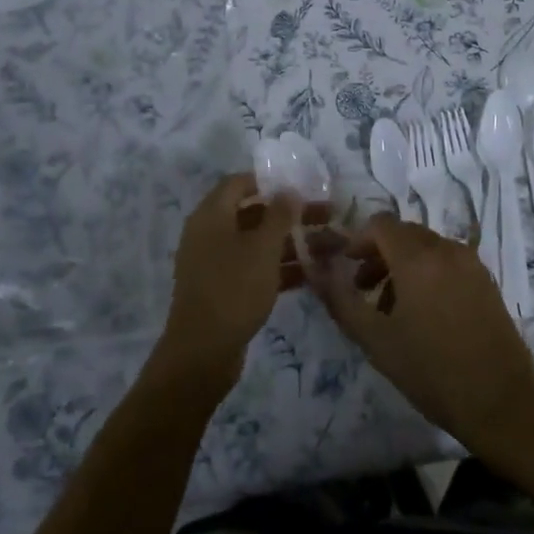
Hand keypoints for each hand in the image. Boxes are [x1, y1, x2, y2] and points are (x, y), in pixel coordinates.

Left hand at [156, 173, 312, 390]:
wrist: (202, 353)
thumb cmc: (233, 289)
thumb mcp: (262, 248)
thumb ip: (279, 216)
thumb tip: (288, 190)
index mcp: (211, 216)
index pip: (239, 183)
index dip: (270, 181)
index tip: (303, 185)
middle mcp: (210, 234)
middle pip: (254, 213)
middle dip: (292, 214)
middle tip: (328, 216)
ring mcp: (217, 264)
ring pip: (259, 243)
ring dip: (293, 243)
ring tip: (332, 247)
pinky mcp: (225, 290)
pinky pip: (256, 269)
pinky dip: (281, 268)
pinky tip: (313, 274)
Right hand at [308, 214, 533, 456]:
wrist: (501, 402)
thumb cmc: (432, 371)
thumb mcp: (376, 340)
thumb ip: (341, 300)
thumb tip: (316, 272)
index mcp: (418, 258)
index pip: (381, 224)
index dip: (357, 240)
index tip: (344, 267)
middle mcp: (446, 249)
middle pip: (404, 233)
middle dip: (378, 253)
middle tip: (362, 288)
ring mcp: (471, 263)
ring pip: (426, 247)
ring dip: (401, 264)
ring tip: (389, 307)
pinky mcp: (486, 281)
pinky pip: (447, 262)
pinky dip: (427, 273)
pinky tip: (423, 313)